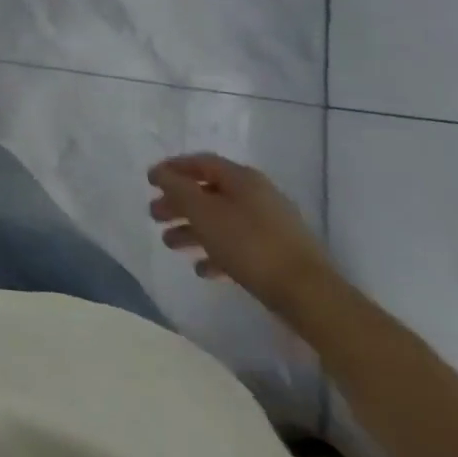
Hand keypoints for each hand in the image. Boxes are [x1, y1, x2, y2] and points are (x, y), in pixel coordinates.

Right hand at [148, 153, 338, 325]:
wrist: (308, 293)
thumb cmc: (249, 245)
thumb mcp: (203, 212)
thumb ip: (177, 189)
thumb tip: (161, 173)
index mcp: (241, 178)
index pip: (201, 162)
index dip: (173, 168)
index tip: (150, 180)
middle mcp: (256, 195)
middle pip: (209, 192)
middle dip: (178, 203)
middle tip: (154, 215)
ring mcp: (270, 224)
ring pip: (221, 219)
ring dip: (192, 229)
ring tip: (170, 244)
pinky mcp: (277, 253)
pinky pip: (238, 244)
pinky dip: (216, 252)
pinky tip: (202, 269)